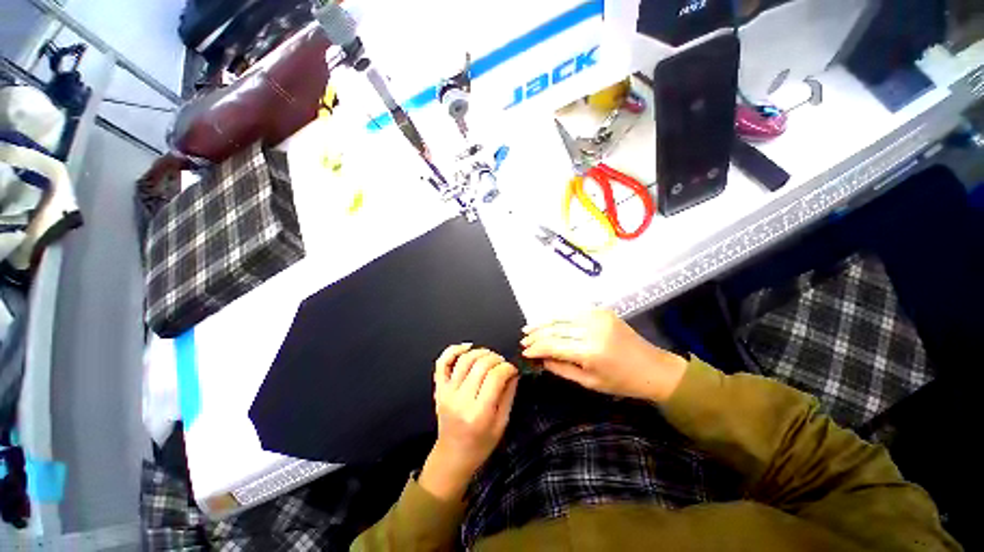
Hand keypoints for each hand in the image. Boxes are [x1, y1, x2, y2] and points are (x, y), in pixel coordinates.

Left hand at [418, 344, 518, 500]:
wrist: (453, 455)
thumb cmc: (481, 444)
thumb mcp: (502, 424)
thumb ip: (508, 395)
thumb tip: (513, 371)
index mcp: (479, 413)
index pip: (495, 376)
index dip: (507, 367)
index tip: (512, 369)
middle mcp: (461, 400)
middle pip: (480, 364)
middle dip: (496, 358)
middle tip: (502, 363)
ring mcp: (447, 392)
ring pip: (465, 359)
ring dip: (481, 352)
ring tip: (490, 357)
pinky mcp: (439, 388)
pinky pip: (442, 362)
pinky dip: (454, 350)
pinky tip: (467, 347)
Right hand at [521, 309, 687, 401]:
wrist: (653, 368)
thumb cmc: (622, 382)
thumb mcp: (590, 383)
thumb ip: (562, 369)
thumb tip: (541, 359)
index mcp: (591, 351)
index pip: (554, 345)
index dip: (536, 348)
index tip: (524, 352)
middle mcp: (592, 329)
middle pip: (555, 329)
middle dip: (536, 334)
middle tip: (523, 339)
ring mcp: (598, 316)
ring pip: (561, 317)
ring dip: (543, 322)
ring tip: (529, 328)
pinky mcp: (602, 311)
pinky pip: (573, 312)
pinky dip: (558, 316)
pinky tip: (548, 321)